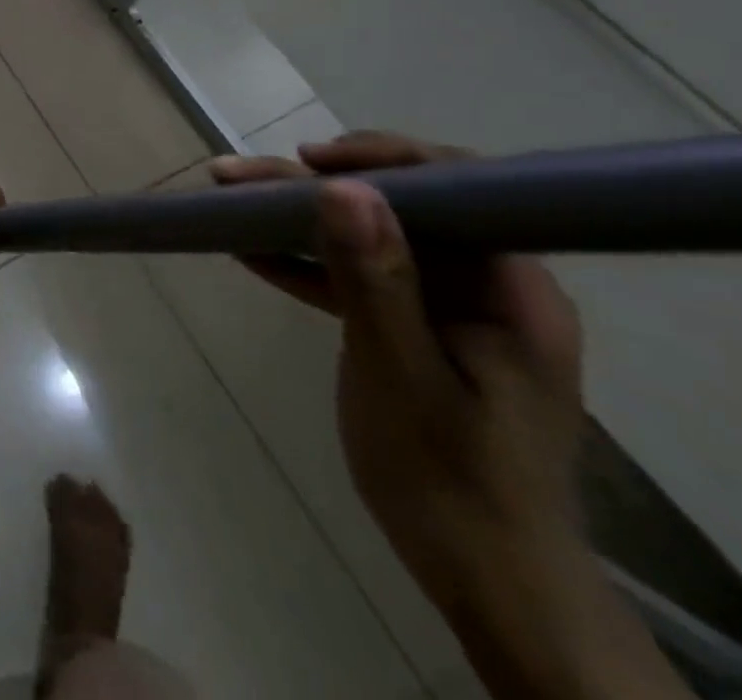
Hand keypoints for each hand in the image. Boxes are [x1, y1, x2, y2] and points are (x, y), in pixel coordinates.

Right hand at [210, 133, 585, 610]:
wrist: (488, 584)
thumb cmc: (452, 481)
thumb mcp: (402, 374)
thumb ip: (374, 278)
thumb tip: (342, 186)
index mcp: (511, 287)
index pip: (455, 187)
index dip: (380, 159)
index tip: (307, 158)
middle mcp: (488, 283)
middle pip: (397, 207)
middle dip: (313, 188)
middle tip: (235, 178)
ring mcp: (452, 307)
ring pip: (370, 238)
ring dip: (300, 221)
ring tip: (230, 203)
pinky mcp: (421, 329)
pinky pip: (361, 278)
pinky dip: (310, 266)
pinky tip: (253, 254)